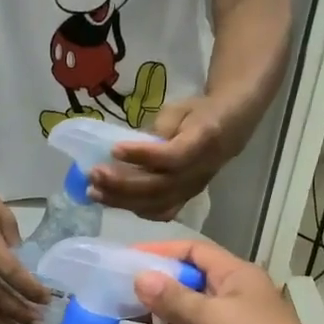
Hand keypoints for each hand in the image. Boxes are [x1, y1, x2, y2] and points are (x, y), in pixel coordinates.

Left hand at [88, 97, 235, 220]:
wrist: (230, 129)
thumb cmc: (199, 113)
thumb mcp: (179, 110)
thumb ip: (158, 130)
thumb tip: (129, 150)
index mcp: (203, 142)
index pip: (172, 156)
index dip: (142, 156)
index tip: (114, 150)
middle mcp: (198, 172)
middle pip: (159, 187)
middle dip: (122, 184)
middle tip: (93, 175)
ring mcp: (192, 190)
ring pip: (156, 204)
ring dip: (122, 201)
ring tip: (94, 192)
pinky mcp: (186, 199)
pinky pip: (160, 213)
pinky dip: (134, 209)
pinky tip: (112, 201)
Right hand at [128, 238, 323, 323]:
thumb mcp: (211, 318)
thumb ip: (173, 298)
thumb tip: (139, 277)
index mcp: (235, 276)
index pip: (194, 252)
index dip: (162, 252)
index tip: (128, 258)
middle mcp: (227, 297)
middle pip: (184, 282)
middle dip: (153, 286)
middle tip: (116, 290)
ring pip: (180, 313)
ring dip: (154, 315)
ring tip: (122, 317)